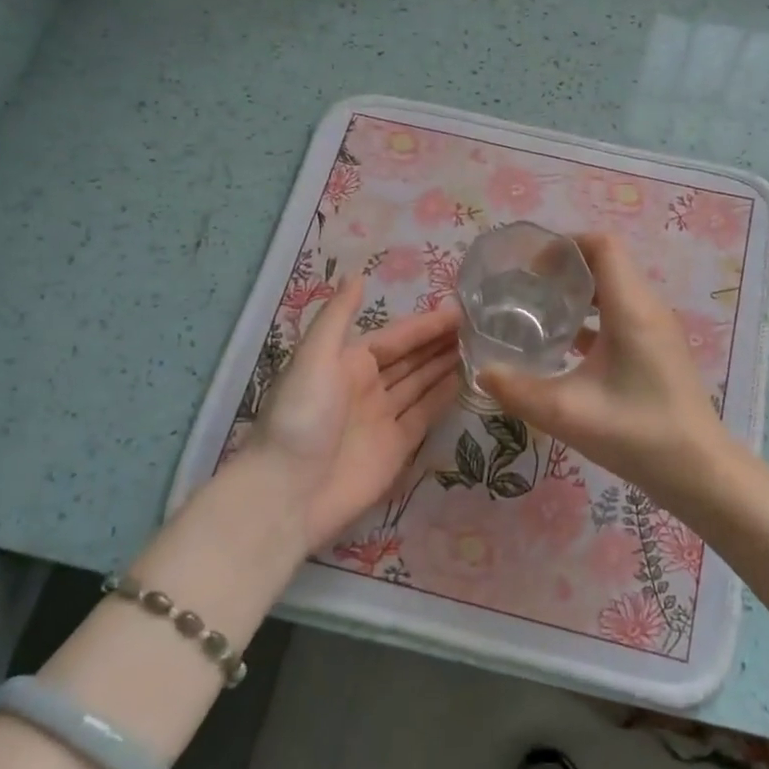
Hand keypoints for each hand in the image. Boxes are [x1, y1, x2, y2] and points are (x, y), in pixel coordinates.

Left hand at [250, 276, 460, 552]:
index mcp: (347, 362)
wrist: (287, 493)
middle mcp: (367, 386)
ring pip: (421, 384)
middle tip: (481, 327)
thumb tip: (358, 276)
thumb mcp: (314, 358)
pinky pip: (425, 415)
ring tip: (482, 348)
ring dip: (446, 366)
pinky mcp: (396, 447)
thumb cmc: (301, 417)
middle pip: (411, 359)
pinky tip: (467, 381)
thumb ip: (338, 317)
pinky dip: (444, 398)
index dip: (425, 325)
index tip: (460, 311)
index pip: (395, 337)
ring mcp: (383, 417)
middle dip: (440, 343)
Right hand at [479, 233, 730, 519]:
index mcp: (631, 308)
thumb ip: (518, 390)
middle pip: (607, 263)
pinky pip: (622, 314)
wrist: (698, 471)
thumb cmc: (637, 433)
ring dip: (579, 294)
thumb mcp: (567, 413)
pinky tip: (565, 345)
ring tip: (539, 312)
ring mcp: (657, 328)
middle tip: (526, 288)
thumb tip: (482, 371)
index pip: (602, 246)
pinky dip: (593, 317)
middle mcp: (648, 308)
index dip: (565, 245)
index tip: (530, 267)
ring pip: (615, 289)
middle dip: (565, 268)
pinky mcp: (658, 349)